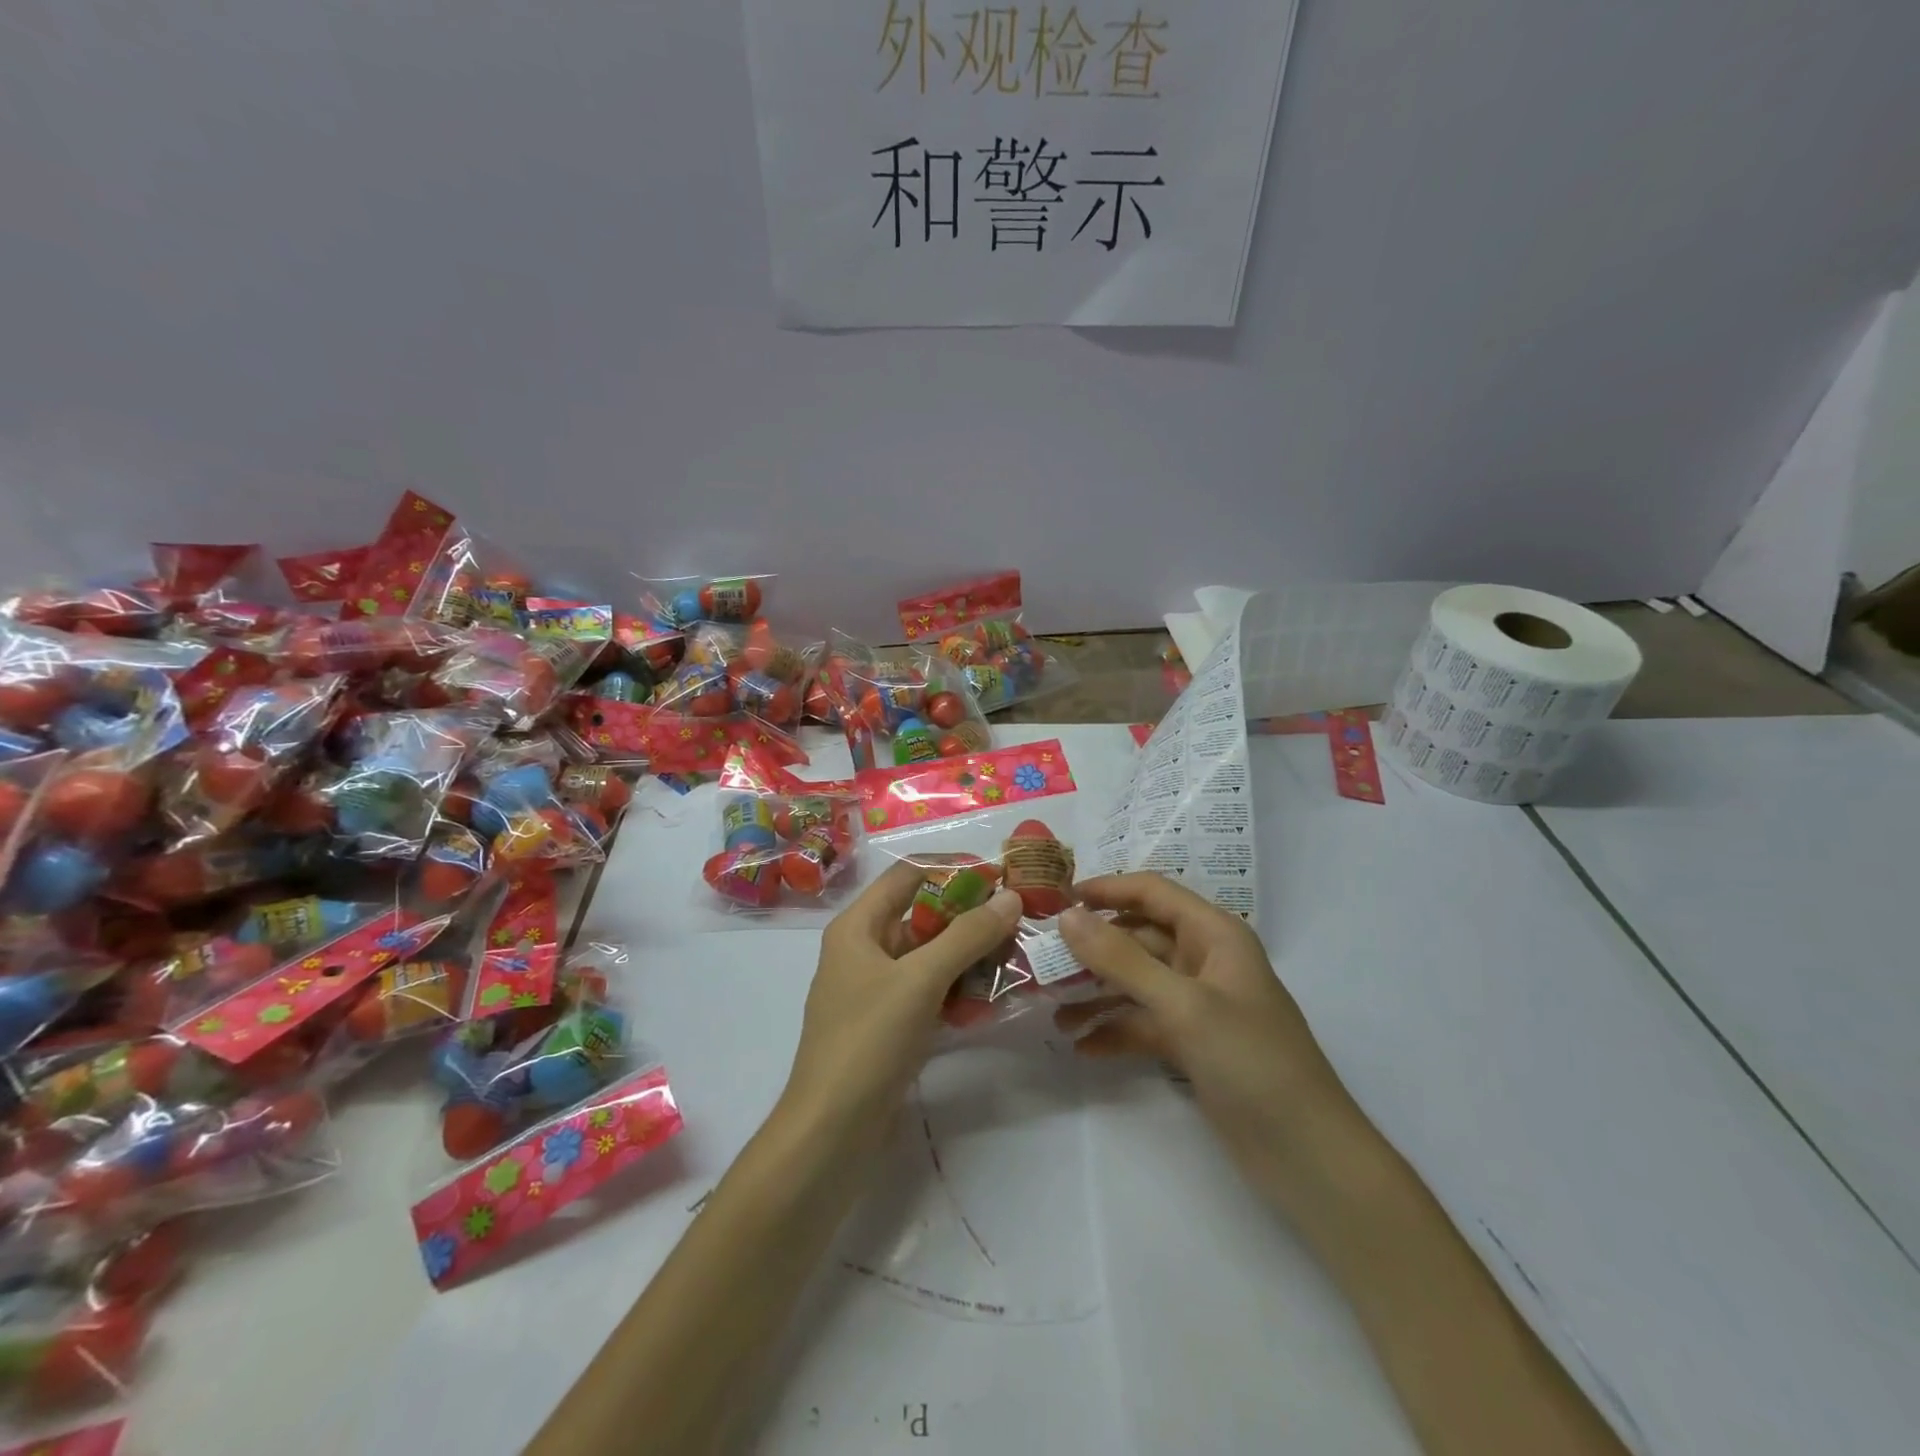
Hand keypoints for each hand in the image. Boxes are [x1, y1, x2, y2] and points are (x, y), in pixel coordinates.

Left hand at [781, 860, 1024, 1138]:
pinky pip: (929, 991)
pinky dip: (958, 989)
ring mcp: (876, 989)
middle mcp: (864, 949)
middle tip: (1018, 919)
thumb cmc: (869, 1041)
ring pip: (930, 956)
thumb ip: (967, 936)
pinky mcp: (889, 1023)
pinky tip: (993, 998)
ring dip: (969, 955)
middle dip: (969, 916)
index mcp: (858, 926)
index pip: (908, 875)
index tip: (999, 875)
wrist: (830, 1132)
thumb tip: (1011, 898)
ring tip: (1017, 957)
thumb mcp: (920, 981)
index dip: (952, 869)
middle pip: (922, 915)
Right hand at [1056, 873, 1359, 1213]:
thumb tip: (1067, 916)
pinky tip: (1081, 1047)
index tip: (1056, 899)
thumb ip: (1121, 959)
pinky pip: (1143, 1024)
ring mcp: (1198, 1004)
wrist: (1307, 1157)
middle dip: (1093, 948)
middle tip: (1041, 960)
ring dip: (1097, 994)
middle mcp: (1205, 961)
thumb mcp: (1183, 1005)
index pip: (1153, 893)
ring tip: (1053, 1012)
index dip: (1106, 889)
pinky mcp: (1192, 1044)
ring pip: (1136, 983)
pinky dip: (1114, 1031)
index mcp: (1214, 935)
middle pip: (1138, 938)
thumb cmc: (1251, 1062)